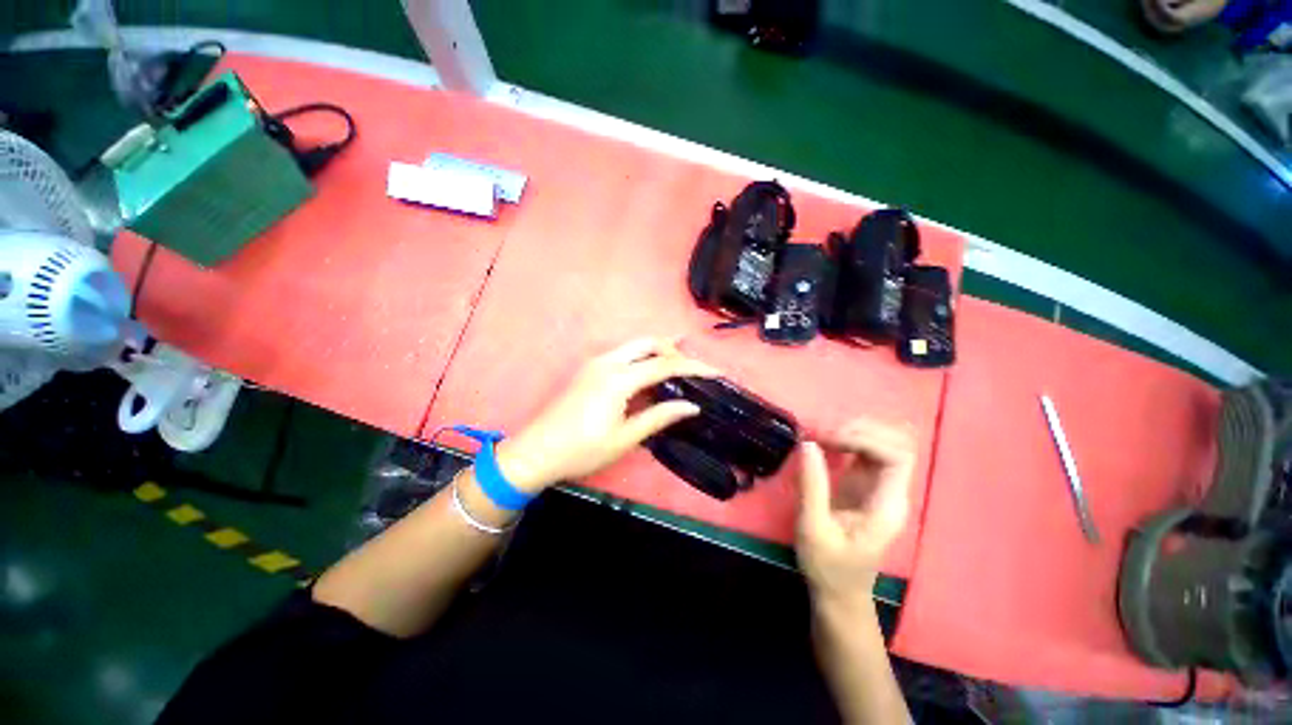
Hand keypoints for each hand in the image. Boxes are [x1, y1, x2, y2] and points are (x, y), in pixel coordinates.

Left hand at [497, 338, 719, 490]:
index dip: (693, 367)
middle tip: (694, 367)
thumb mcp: (625, 438)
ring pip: (634, 345)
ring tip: (679, 361)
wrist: (537, 451)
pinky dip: (642, 356)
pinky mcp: (589, 369)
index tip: (716, 372)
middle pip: (649, 343)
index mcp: (618, 378)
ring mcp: (595, 362)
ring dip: (658, 350)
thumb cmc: (582, 450)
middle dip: (674, 349)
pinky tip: (649, 368)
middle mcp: (607, 362)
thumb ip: (659, 416)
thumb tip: (691, 405)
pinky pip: (623, 354)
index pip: (664, 365)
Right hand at [796, 418, 915, 604]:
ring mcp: (880, 486)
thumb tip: (808, 443)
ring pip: (883, 442)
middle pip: (896, 442)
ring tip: (822, 436)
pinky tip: (826, 442)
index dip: (865, 438)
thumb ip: (812, 485)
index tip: (828, 440)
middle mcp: (891, 491)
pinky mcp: (865, 484)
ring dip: (854, 431)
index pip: (897, 455)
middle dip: (860, 430)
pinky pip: (866, 450)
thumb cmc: (828, 566)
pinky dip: (847, 439)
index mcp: (887, 505)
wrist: (839, 592)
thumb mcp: (813, 528)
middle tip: (823, 436)